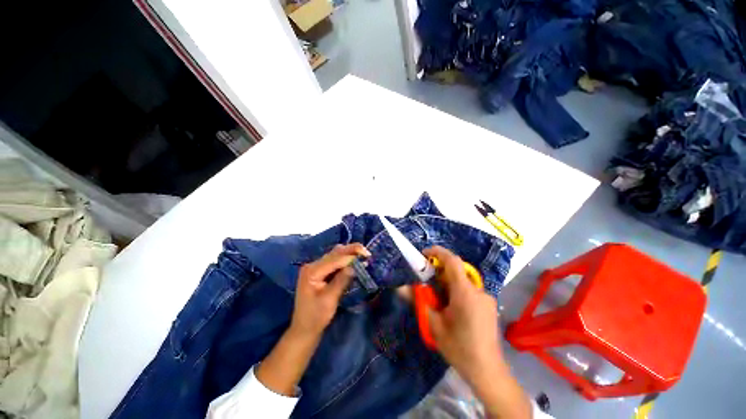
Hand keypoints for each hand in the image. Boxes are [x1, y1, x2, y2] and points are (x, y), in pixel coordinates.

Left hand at [290, 243, 370, 337]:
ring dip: (349, 254)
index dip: (351, 256)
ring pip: (335, 255)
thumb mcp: (330, 300)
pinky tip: (354, 262)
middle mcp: (312, 265)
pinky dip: (345, 260)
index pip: (335, 259)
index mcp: (312, 271)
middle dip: (351, 251)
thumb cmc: (316, 317)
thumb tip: (355, 266)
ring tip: (362, 256)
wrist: (304, 329)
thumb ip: (341, 280)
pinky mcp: (320, 271)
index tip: (366, 255)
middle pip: (335, 253)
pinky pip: (334, 261)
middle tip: (367, 253)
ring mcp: (315, 267)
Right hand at [422, 246, 505, 383]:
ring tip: (438, 299)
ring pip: (462, 280)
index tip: (424, 254)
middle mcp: (478, 291)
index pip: (453, 261)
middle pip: (457, 270)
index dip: (438, 252)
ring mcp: (486, 298)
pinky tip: (451, 309)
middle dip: (439, 271)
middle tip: (426, 282)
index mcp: (465, 293)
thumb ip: (418, 301)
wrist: (487, 371)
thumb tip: (400, 287)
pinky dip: (457, 290)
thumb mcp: (433, 324)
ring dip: (448, 282)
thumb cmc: (458, 347)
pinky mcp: (488, 305)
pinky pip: (469, 289)